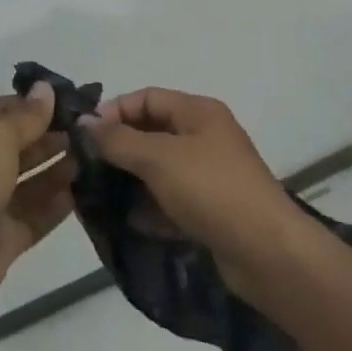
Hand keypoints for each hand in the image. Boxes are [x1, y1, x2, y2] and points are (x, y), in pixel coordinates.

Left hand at [0, 85, 77, 316]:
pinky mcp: (3, 240)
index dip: (32, 105)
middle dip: (50, 138)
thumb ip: (26, 115)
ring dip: (58, 170)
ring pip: (28, 183)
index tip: (70, 103)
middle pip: (16, 148)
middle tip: (89, 133)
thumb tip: (46, 89)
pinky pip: (34, 217)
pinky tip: (83, 193)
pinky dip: (57, 206)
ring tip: (93, 158)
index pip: (0, 112)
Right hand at [80, 88, 304, 289]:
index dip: (114, 111)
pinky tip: (129, 220)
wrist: (267, 253)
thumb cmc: (211, 190)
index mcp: (199, 112)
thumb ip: (118, 139)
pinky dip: (150, 206)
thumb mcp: (158, 158)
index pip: (147, 97)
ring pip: (159, 168)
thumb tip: (84, 122)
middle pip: (152, 131)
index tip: (84, 135)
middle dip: (119, 146)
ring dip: (131, 178)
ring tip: (100, 194)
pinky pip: (171, 199)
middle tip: (87, 167)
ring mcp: (210, 174)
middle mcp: (205, 136)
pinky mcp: (211, 209)